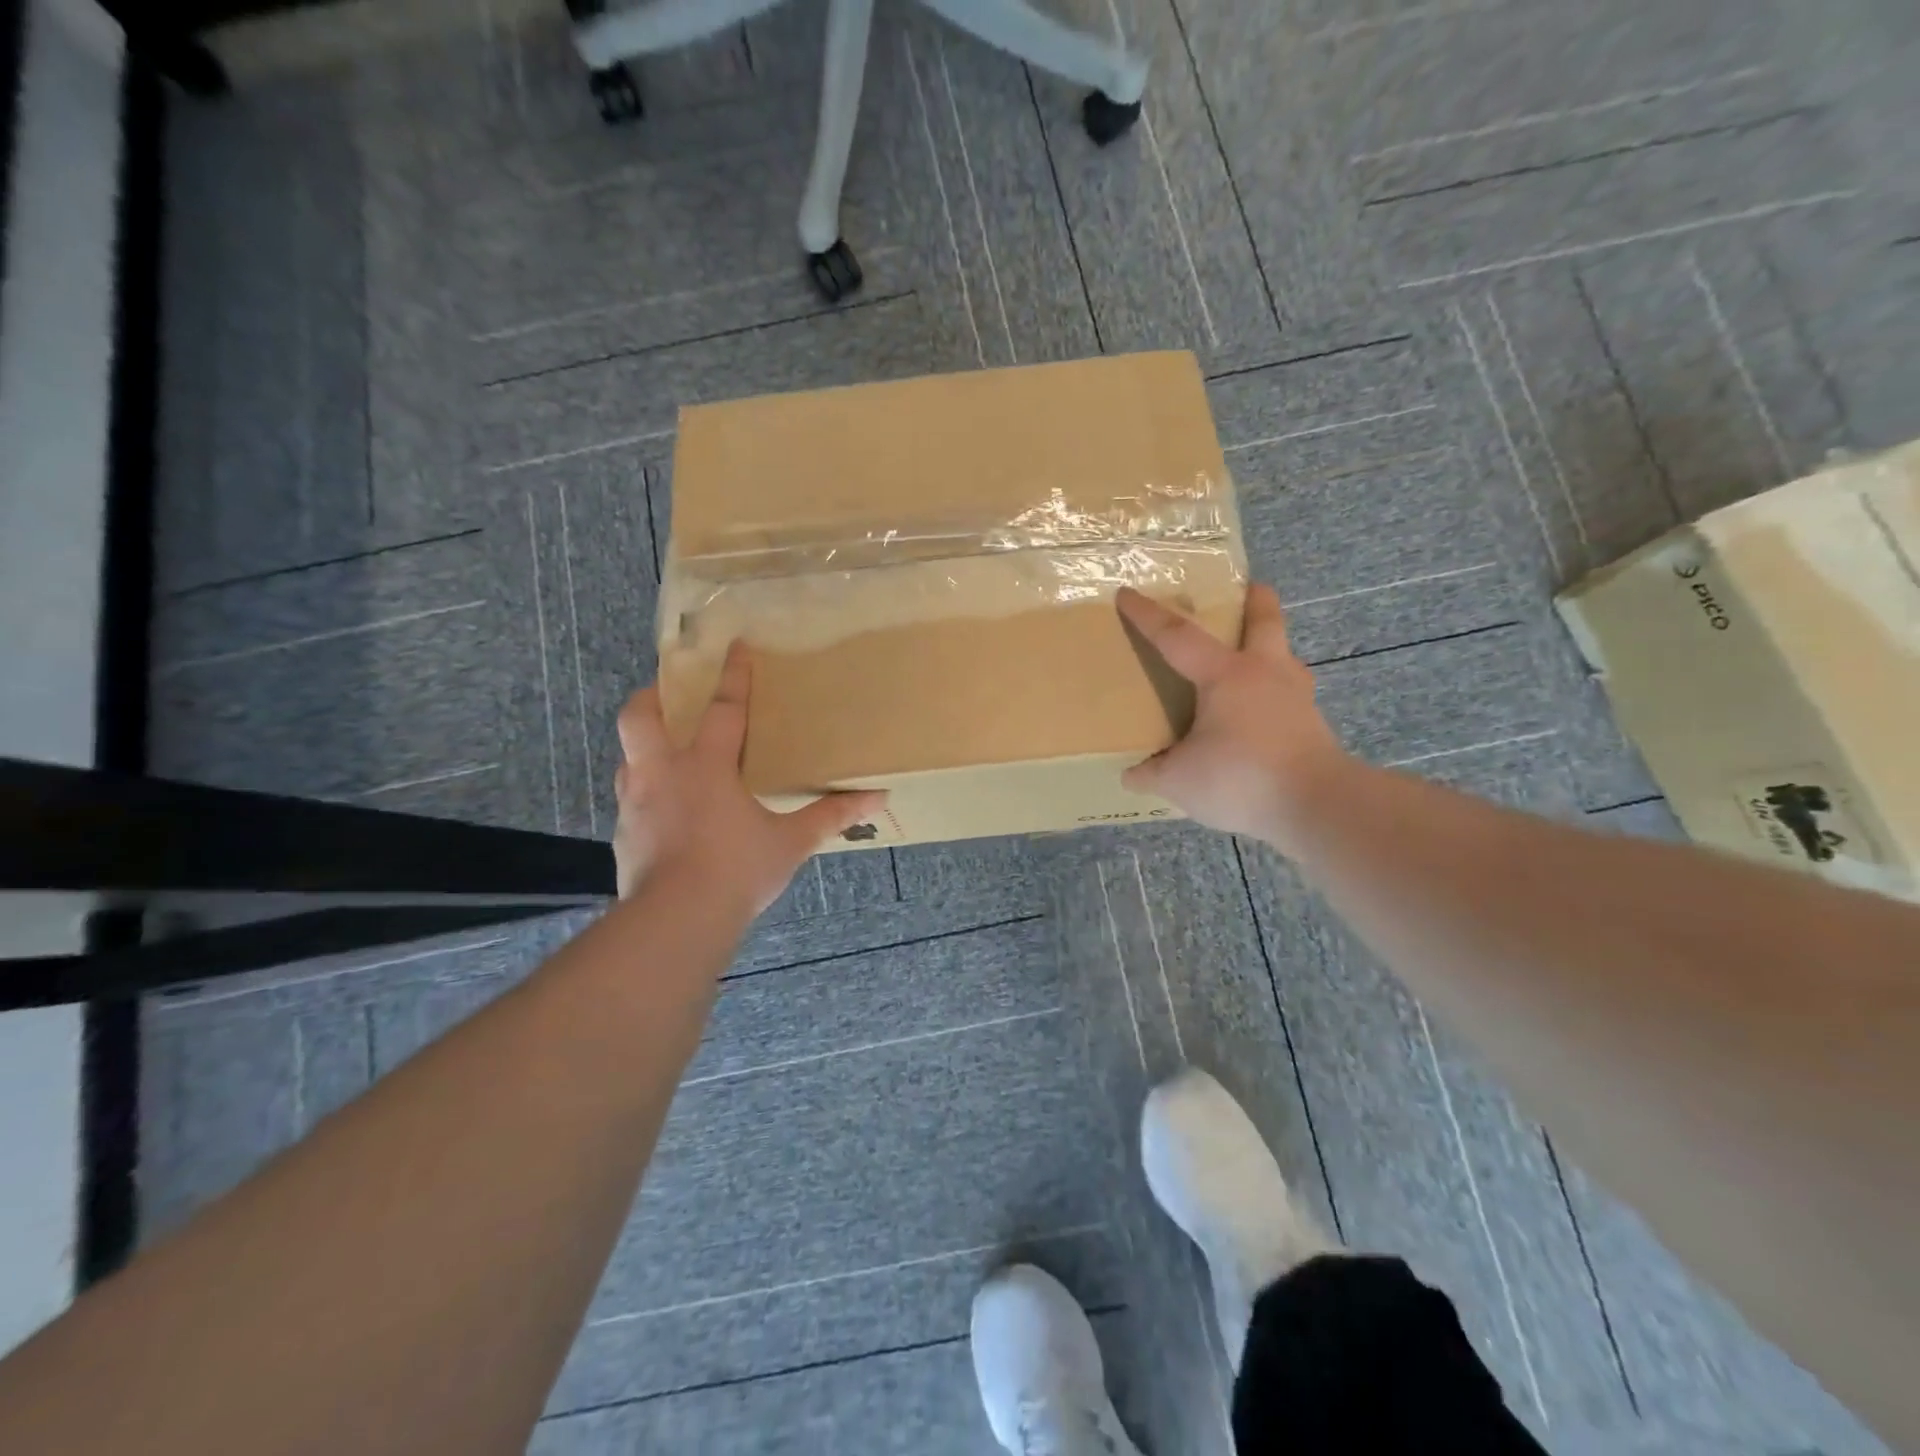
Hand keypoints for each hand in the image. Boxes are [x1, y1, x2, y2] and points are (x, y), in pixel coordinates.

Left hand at [612, 643, 885, 913]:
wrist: (675, 921)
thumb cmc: (736, 870)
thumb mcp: (791, 842)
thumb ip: (831, 816)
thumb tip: (877, 797)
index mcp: (705, 766)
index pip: (721, 708)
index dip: (732, 675)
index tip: (736, 645)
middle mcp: (663, 774)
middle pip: (640, 717)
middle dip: (651, 696)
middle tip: (667, 692)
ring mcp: (636, 804)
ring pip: (628, 756)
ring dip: (644, 746)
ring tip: (667, 754)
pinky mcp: (623, 835)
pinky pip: (630, 799)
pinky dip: (645, 792)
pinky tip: (665, 811)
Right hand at [1116, 584, 1348, 850]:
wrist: (1318, 805)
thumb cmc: (1241, 777)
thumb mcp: (1180, 780)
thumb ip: (1152, 773)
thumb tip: (1131, 775)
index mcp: (1225, 675)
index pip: (1177, 636)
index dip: (1148, 615)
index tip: (1126, 594)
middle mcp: (1265, 674)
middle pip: (1265, 623)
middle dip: (1256, 602)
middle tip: (1250, 588)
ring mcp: (1296, 699)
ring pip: (1284, 659)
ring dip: (1271, 650)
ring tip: (1257, 660)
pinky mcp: (1313, 727)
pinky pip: (1290, 698)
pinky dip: (1276, 696)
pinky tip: (1265, 716)